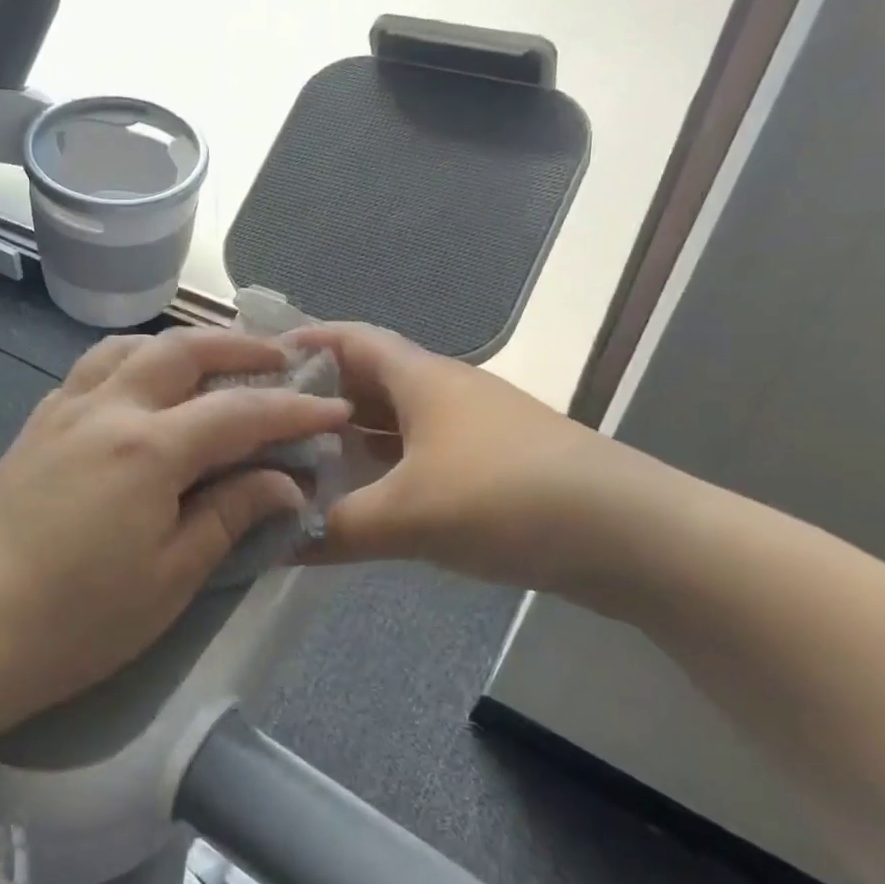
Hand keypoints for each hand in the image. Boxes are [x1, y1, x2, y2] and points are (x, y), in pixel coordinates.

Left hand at [0, 328, 350, 731]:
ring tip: (212, 363)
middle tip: (280, 360)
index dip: (292, 409)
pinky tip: (141, 389)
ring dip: (180, 344)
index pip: (238, 411)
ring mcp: (63, 411)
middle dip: (239, 348)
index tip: (332, 407)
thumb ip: (230, 516)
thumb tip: (283, 482)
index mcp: (148, 448)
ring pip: (129, 348)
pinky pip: (92, 369)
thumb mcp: (170, 578)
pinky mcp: (35, 426)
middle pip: (181, 350)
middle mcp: (106, 408)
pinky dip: (132, 361)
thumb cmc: (76, 620)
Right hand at [294, 323, 655, 592]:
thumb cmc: (509, 498)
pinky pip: (415, 453)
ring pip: (391, 420)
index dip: (300, 342)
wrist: (632, 535)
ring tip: (296, 458)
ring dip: (348, 435)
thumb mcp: (409, 515)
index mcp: (421, 378)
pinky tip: (358, 495)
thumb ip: (334, 529)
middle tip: (261, 422)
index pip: (348, 339)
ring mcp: (469, 429)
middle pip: (365, 379)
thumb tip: (272, 544)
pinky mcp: (487, 465)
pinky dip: (380, 467)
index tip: (252, 365)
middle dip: (314, 395)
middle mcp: (443, 392)